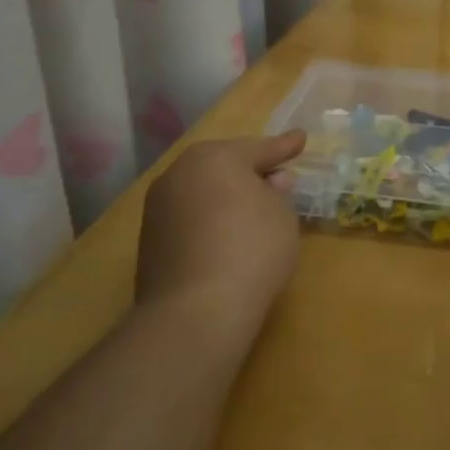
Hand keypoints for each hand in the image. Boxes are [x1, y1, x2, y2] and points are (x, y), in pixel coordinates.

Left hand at [135, 131, 305, 341]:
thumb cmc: (252, 249)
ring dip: (224, 196)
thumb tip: (271, 181)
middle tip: (275, 174)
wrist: (196, 311)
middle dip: (248, 169)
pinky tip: (224, 235)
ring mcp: (157, 208)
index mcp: (215, 157)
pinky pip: (188, 218)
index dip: (284, 146)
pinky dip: (207, 220)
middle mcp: (179, 173)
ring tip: (249, 208)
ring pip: (201, 191)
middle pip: (222, 165)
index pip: (258, 148)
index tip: (301, 138)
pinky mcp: (148, 241)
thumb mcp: (282, 216)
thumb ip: (278, 192)